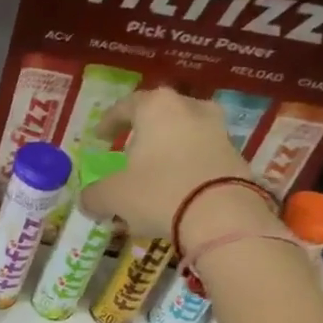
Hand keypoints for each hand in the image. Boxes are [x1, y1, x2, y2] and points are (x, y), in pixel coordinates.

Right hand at [80, 87, 283, 250]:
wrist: (222, 216)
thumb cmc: (158, 192)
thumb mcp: (113, 196)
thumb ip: (94, 195)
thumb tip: (87, 201)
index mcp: (156, 107)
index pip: (125, 106)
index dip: (109, 122)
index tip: (99, 137)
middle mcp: (190, 109)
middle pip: (160, 116)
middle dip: (143, 133)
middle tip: (130, 151)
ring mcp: (218, 131)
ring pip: (184, 135)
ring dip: (168, 150)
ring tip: (154, 172)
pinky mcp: (236, 156)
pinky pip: (202, 156)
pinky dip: (187, 167)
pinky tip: (176, 189)